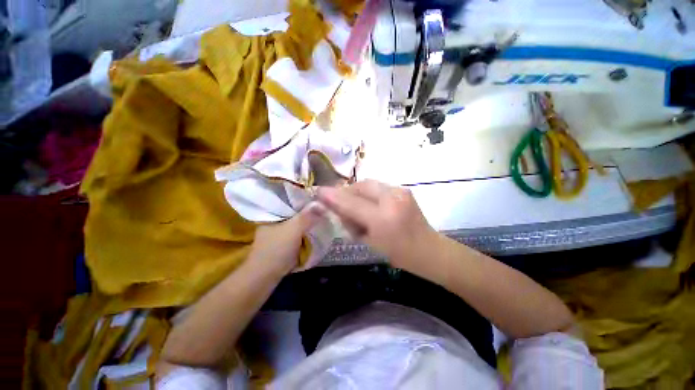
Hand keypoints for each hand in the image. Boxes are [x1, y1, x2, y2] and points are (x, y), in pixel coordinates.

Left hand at [248, 203, 324, 275]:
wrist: (264, 276)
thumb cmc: (277, 249)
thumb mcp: (294, 229)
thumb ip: (307, 216)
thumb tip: (321, 204)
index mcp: (273, 215)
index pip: (290, 202)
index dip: (304, 201)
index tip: (318, 201)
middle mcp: (274, 222)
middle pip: (294, 213)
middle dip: (307, 213)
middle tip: (322, 211)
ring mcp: (277, 234)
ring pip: (295, 224)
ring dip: (306, 224)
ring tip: (320, 220)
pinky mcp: (281, 244)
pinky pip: (296, 234)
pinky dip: (304, 233)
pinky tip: (313, 232)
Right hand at [317, 180, 438, 275]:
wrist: (428, 249)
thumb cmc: (398, 253)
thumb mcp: (369, 241)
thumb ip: (351, 221)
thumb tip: (335, 206)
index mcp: (383, 219)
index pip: (352, 203)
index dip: (333, 196)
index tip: (319, 191)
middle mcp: (392, 199)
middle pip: (361, 186)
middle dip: (347, 191)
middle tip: (339, 200)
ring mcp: (400, 191)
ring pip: (369, 183)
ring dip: (358, 191)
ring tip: (355, 204)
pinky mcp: (404, 189)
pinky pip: (379, 186)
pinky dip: (369, 192)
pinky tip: (370, 203)